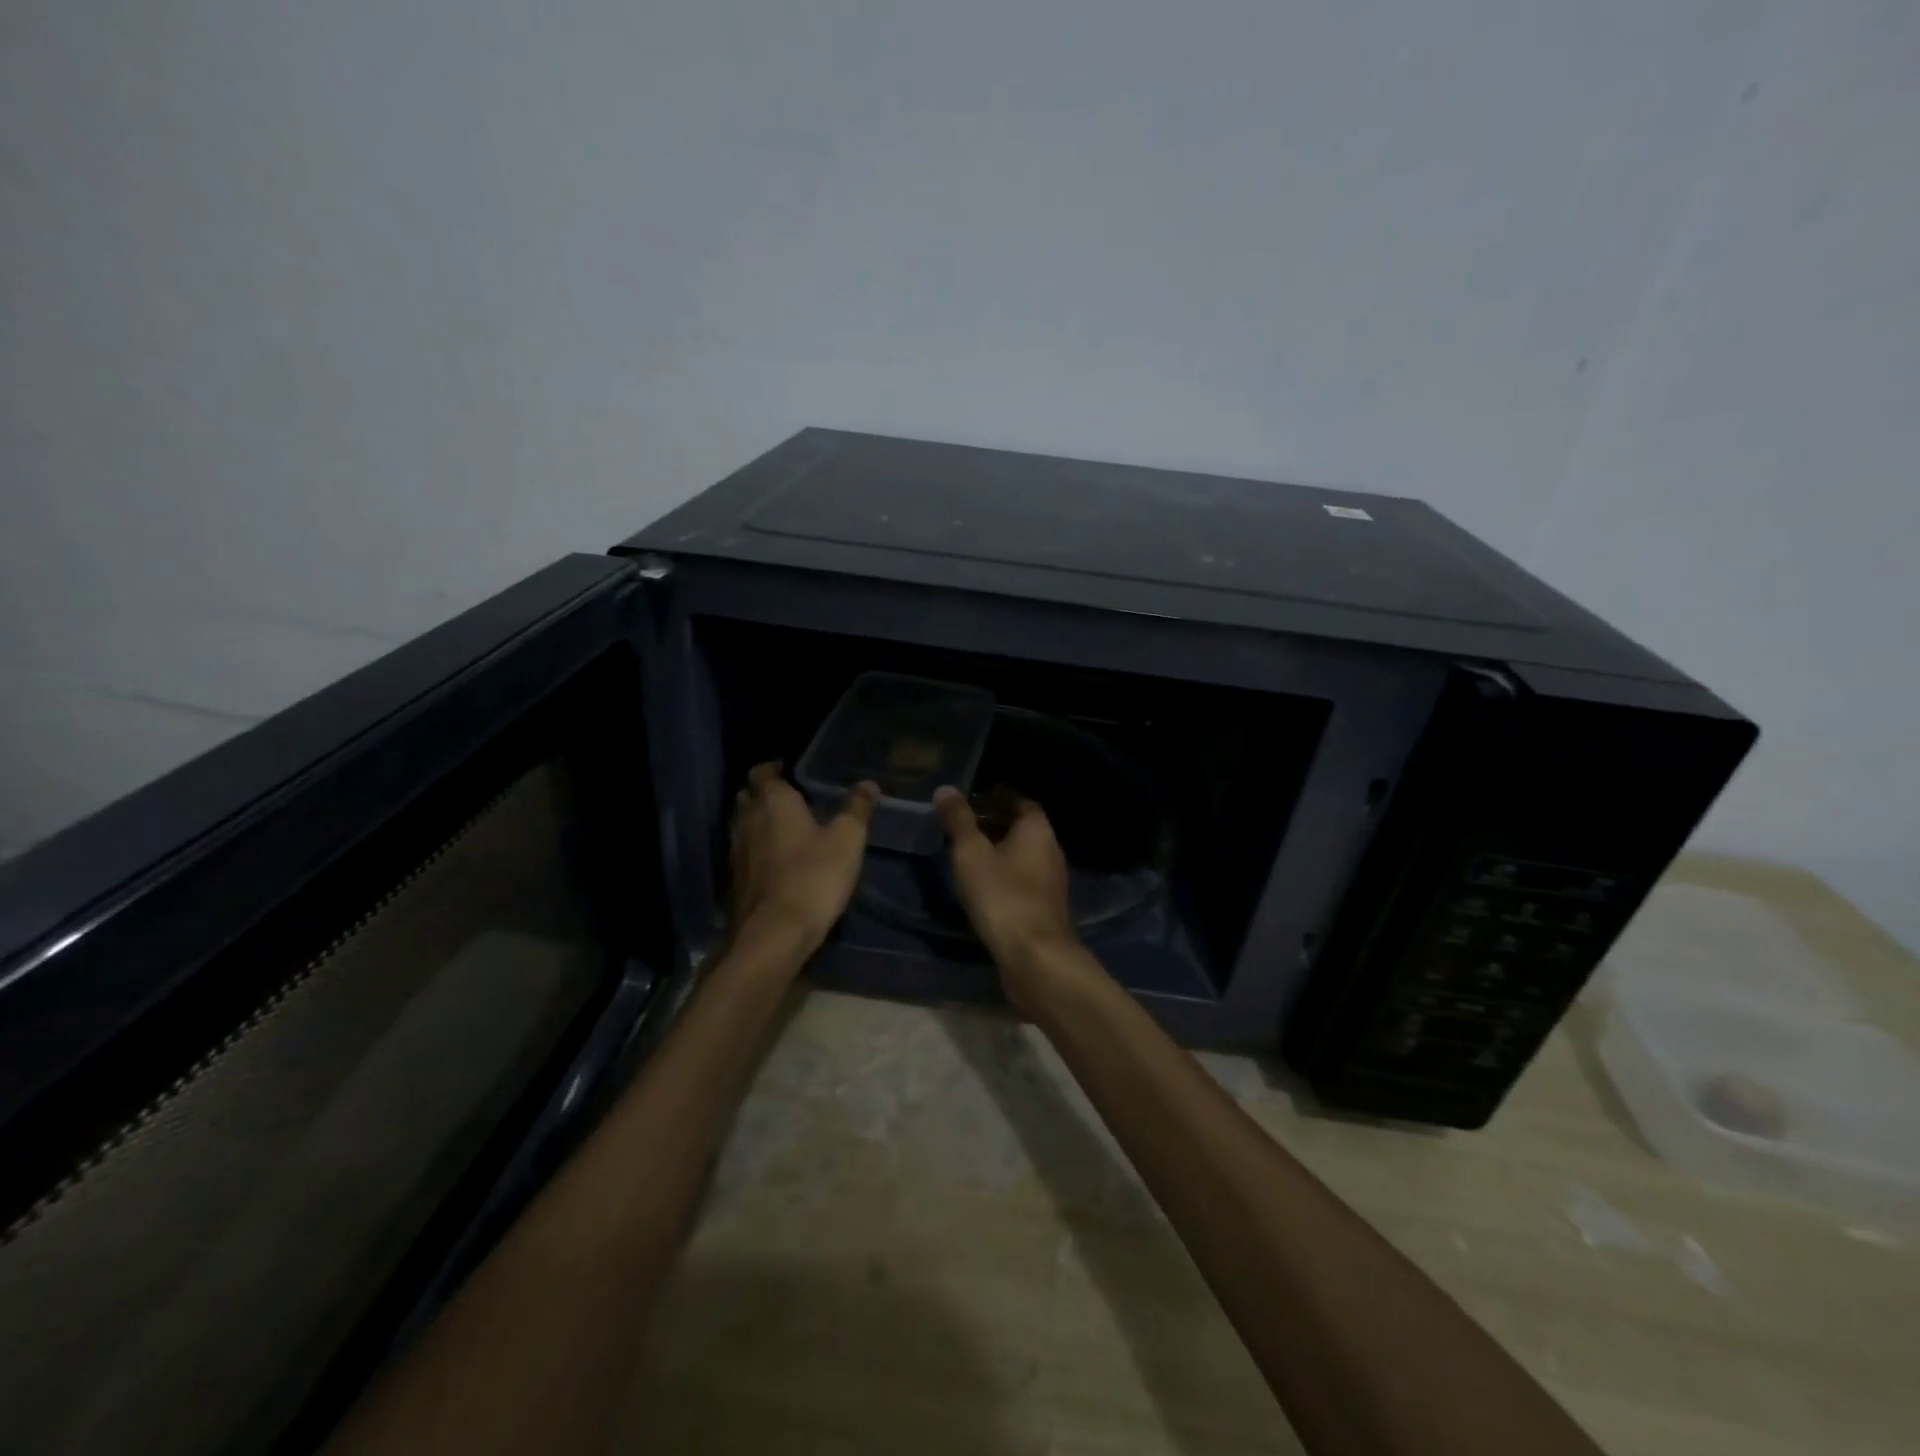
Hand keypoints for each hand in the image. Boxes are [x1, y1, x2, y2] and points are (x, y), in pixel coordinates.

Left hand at [731, 763, 877, 952]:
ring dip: (758, 823)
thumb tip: (867, 784)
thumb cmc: (813, 876)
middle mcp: (747, 821)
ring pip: (743, 826)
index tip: (788, 770)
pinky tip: (776, 861)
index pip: (762, 772)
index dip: (772, 768)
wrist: (774, 934)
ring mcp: (737, 852)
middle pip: (748, 798)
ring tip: (785, 829)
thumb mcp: (847, 839)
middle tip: (790, 799)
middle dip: (764, 795)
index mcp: (773, 802)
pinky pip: (744, 854)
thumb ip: (857, 808)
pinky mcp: (735, 881)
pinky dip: (757, 851)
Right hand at [935, 787, 1080, 1009]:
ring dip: (998, 851)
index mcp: (1037, 829)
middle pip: (1022, 828)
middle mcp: (1051, 850)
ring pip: (1022, 855)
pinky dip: (1004, 875)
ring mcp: (1051, 881)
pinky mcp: (1045, 907)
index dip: (995, 797)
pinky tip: (982, 886)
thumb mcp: (971, 853)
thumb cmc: (1002, 895)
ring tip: (966, 855)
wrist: (1035, 957)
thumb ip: (959, 820)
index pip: (1019, 801)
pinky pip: (1022, 879)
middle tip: (962, 826)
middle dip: (994, 823)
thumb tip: (946, 789)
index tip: (970, 800)